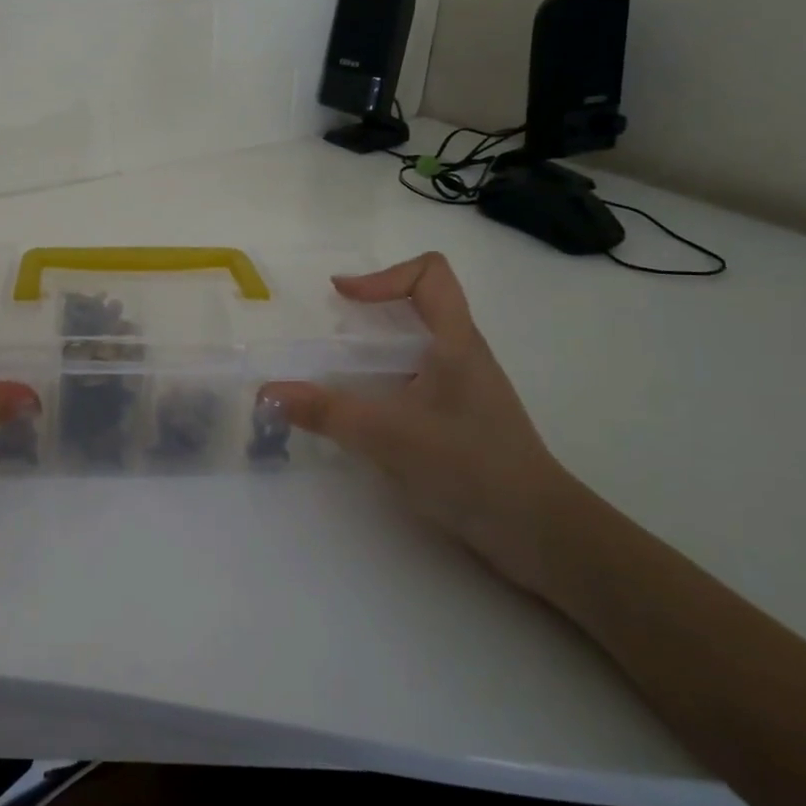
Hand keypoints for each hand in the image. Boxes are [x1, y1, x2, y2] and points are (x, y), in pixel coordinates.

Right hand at [260, 253, 571, 588]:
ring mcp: (464, 388)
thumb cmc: (468, 466)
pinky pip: (417, 380)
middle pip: (419, 306)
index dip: (382, 276)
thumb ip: (325, 411)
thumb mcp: (387, 434)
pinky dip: (384, 383)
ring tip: (337, 375)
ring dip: (375, 351)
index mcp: (455, 341)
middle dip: (370, 313)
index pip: (429, 274)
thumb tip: (268, 393)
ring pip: (416, 346)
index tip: (342, 297)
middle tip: (330, 336)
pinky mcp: (460, 418)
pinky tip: (364, 415)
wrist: (537, 532)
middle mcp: (463, 355)